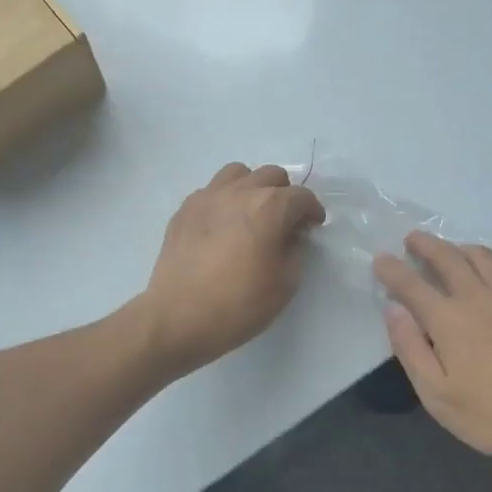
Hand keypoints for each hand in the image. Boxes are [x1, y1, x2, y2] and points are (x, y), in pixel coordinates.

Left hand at [138, 163, 325, 375]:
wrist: (178, 318)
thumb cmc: (239, 304)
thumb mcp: (285, 284)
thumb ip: (296, 251)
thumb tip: (292, 236)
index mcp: (269, 207)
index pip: (301, 197)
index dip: (312, 211)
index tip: (313, 226)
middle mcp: (240, 191)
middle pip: (271, 175)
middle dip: (284, 194)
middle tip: (284, 221)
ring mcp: (208, 197)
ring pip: (238, 173)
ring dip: (252, 188)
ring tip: (251, 213)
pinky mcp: (184, 209)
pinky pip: (211, 191)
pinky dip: (224, 200)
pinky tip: (222, 225)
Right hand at [373, 232, 491, 470]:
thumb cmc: (489, 415)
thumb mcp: (435, 393)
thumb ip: (410, 346)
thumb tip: (393, 308)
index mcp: (448, 319)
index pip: (412, 283)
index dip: (392, 269)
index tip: (380, 259)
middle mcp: (477, 298)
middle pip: (447, 257)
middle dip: (425, 244)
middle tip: (411, 239)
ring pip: (480, 256)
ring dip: (457, 247)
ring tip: (447, 251)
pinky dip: (485, 262)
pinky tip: (483, 274)